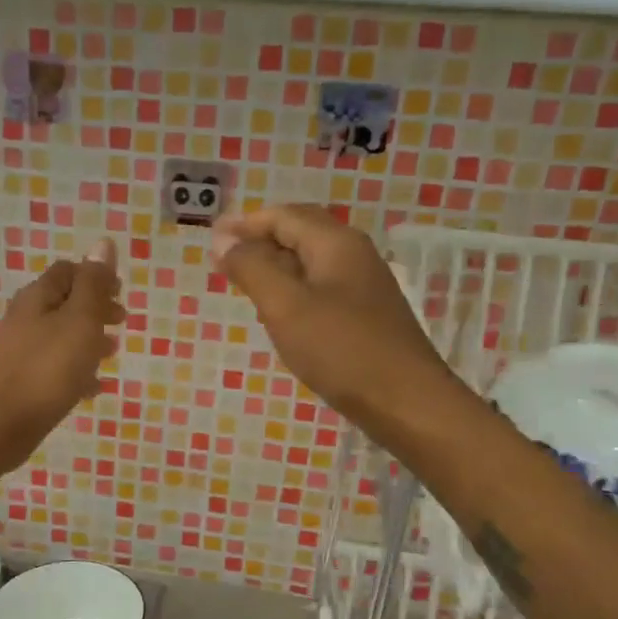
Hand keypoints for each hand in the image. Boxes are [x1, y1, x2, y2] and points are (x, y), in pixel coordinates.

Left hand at [0, 240, 123, 470]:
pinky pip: (55, 368)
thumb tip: (103, 242)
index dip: (96, 277)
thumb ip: (93, 284)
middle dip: (95, 309)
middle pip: (65, 303)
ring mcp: (22, 351)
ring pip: (62, 336)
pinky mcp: (23, 381)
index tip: (121, 293)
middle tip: (122, 322)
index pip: (68, 271)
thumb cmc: (46, 370)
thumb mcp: (79, 322)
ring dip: (89, 340)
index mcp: (39, 297)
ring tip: (113, 353)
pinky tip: (94, 387)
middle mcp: (26, 318)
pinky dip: (77, 371)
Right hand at [212, 204, 448, 426]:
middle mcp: (353, 255)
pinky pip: (320, 287)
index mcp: (335, 243)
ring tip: (242, 282)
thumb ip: (252, 269)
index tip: (211, 238)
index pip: (283, 216)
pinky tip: (278, 312)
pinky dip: (292, 289)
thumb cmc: (341, 350)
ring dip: (274, 265)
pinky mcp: (365, 315)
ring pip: (310, 262)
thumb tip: (222, 241)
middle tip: (223, 259)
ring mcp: (363, 286)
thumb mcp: (286, 307)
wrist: (405, 401)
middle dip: (259, 240)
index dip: (245, 223)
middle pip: (300, 233)